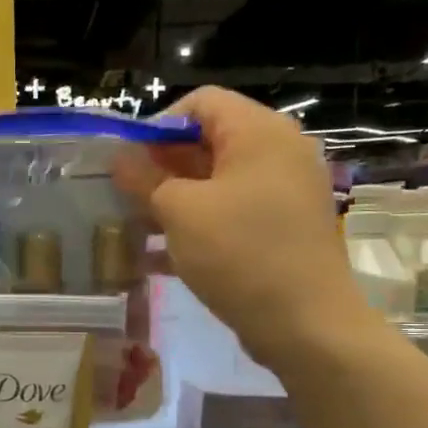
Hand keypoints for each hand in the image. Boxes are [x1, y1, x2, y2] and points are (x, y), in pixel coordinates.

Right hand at [113, 86, 366, 361]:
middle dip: (162, 167)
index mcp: (259, 132)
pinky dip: (199, 225)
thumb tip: (120, 157)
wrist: (306, 325)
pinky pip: (233, 213)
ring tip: (137, 228)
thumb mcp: (180, 212)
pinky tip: (161, 258)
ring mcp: (285, 192)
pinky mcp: (284, 228)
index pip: (201, 103)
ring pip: (218, 182)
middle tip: (127, 197)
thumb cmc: (240, 254)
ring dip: (175, 200)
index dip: (158, 126)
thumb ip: (145, 178)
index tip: (129, 163)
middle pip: (210, 141)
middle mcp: (279, 152)